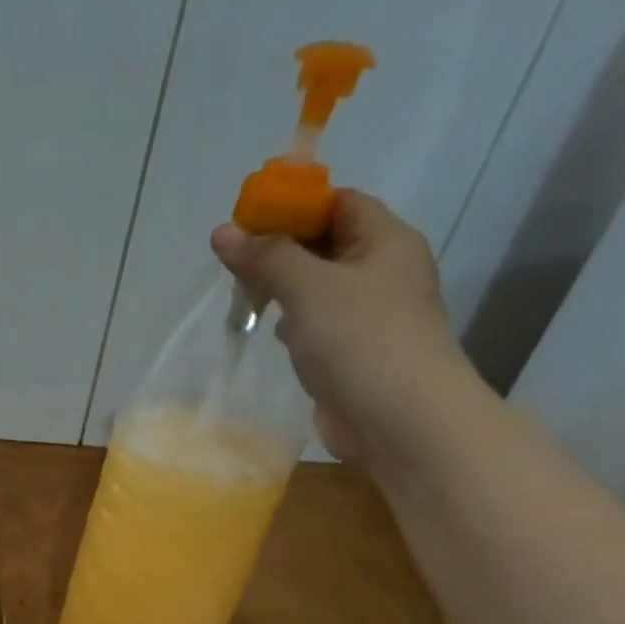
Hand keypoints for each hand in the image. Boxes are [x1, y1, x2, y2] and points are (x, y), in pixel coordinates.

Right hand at [210, 191, 478, 468]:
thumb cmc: (361, 341)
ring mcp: (369, 314)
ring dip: (282, 286)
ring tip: (242, 291)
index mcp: (385, 242)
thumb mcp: (308, 289)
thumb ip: (265, 257)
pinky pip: (317, 322)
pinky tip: (269, 330)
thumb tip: (222, 231)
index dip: (296, 204)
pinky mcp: (352, 351)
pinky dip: (291, 321)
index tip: (248, 218)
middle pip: (326, 243)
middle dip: (280, 247)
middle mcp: (381, 272)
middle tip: (233, 257)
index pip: (340, 202)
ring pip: (318, 285)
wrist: (402, 421)